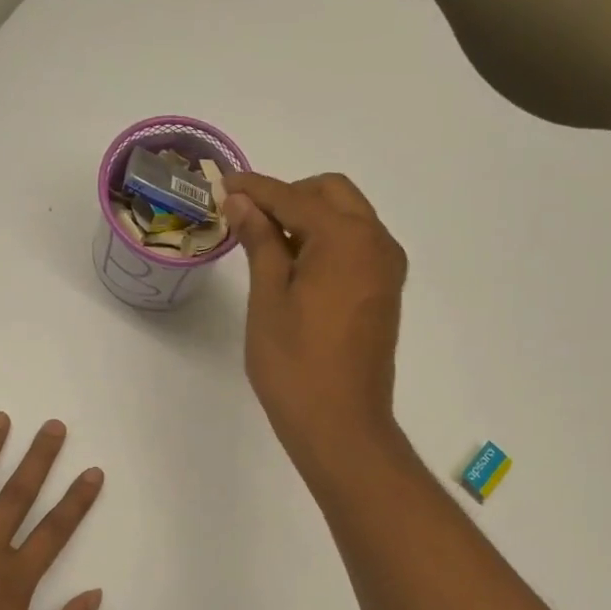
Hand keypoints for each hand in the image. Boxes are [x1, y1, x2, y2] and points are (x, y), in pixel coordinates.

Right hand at [224, 173, 408, 477]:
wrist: (341, 426)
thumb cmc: (295, 365)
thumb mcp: (268, 299)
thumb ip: (260, 242)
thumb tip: (244, 202)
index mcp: (347, 238)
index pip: (295, 197)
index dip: (256, 189)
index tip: (224, 183)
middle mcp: (377, 243)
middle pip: (332, 194)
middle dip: (289, 195)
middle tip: (247, 216)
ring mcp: (386, 269)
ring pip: (348, 219)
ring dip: (309, 218)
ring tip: (265, 243)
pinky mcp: (384, 292)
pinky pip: (355, 247)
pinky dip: (326, 242)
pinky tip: (294, 266)